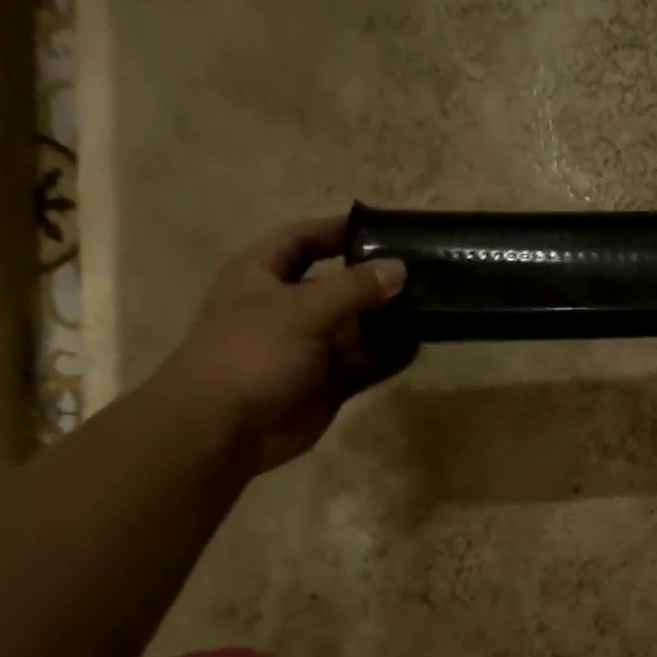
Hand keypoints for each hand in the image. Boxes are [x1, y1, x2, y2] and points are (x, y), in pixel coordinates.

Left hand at [151, 216, 411, 473]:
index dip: (338, 231)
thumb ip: (354, 289)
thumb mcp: (303, 309)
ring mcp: (309, 349)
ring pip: (356, 329)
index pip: (304, 239)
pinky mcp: (326, 384)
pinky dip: (387, 358)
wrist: (226, 427)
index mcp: (264, 274)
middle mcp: (288, 307)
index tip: (383, 229)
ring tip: (430, 310)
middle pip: (338, 286)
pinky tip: (415, 348)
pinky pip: (363, 364)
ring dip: (387, 323)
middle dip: (376, 281)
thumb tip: (399, 268)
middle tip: (422, 274)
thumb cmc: (253, 352)